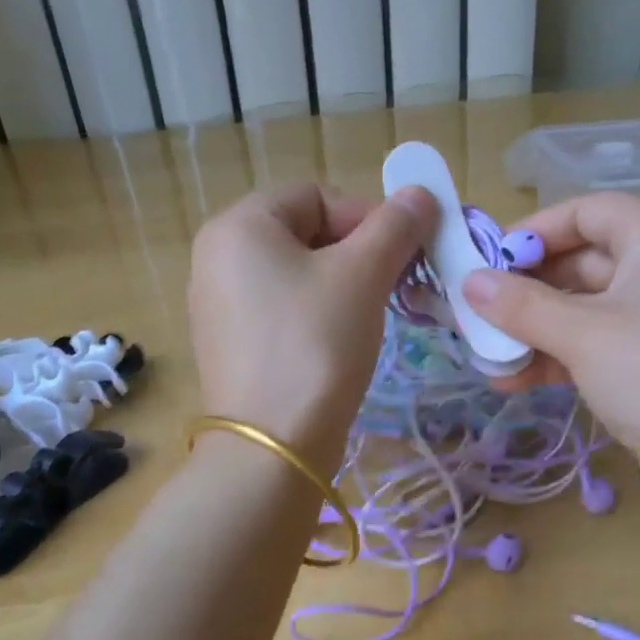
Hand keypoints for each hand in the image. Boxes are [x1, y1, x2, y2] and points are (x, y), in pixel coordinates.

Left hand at [189, 184, 435, 469]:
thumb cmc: (315, 343)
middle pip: (305, 234)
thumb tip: (421, 193)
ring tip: (372, 317)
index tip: (401, 255)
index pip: (315, 197)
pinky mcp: (230, 347)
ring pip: (296, 275)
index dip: (366, 217)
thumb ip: (394, 226)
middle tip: (394, 286)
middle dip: (358, 254)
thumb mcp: (362, 275)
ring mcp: (218, 306)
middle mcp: (217, 258)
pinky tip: (340, 345)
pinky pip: (282, 311)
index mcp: (238, 226)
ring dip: (343, 286)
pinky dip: (317, 317)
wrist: (273, 446)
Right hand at [462, 193, 639, 551]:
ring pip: (586, 308)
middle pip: (584, 260)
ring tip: (489, 355)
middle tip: (479, 312)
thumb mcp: (581, 334)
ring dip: (536, 329)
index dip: (536, 230)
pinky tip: (515, 380)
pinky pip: (598, 343)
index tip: (490, 260)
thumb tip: (468, 282)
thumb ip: (521, 304)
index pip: (589, 211)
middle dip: (528, 288)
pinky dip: (559, 356)